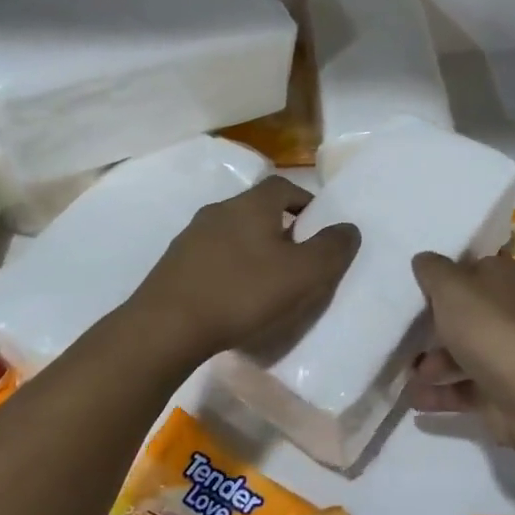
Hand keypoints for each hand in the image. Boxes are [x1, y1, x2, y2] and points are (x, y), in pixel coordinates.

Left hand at [134, 177, 358, 361]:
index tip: (318, 230)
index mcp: (251, 205)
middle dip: (281, 229)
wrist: (165, 328)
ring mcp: (190, 238)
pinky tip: (234, 298)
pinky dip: (230, 270)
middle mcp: (218, 211)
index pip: (284, 186)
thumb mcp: (303, 274)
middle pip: (257, 210)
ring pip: (233, 234)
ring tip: (267, 284)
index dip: (305, 202)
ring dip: (253, 251)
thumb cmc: (243, 293)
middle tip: (298, 261)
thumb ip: (332, 248)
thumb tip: (348, 228)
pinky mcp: (173, 265)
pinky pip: (212, 258)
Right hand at [408, 250, 514, 454]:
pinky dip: (439, 393)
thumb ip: (433, 271)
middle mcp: (507, 312)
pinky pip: (463, 388)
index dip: (442, 273)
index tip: (410, 282)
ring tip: (405, 374)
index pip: (471, 266)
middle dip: (430, 323)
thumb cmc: (493, 330)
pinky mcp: (500, 390)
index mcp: (503, 278)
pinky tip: (414, 399)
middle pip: (463, 312)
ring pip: (460, 352)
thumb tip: (424, 259)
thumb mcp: (453, 288)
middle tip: (399, 329)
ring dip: (430, 363)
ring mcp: (505, 352)